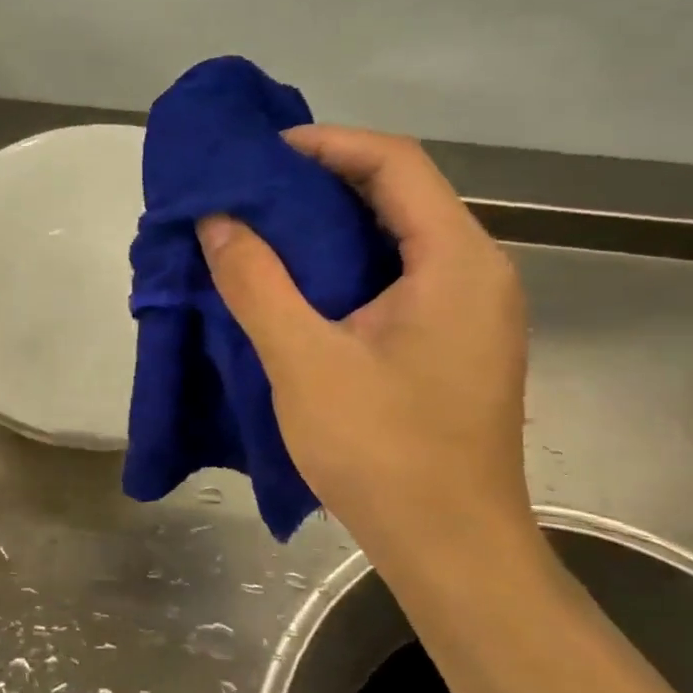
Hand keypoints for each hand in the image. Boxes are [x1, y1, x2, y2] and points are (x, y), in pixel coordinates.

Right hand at [198, 128, 530, 560]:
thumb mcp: (305, 362)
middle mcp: (476, 271)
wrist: (451, 549)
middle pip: (400, 193)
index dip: (327, 144)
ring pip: (396, 236)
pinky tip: (297, 280)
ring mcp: (468, 309)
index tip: (262, 153)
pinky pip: (397, 275)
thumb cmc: (384, 453)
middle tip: (252, 188)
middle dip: (323, 180)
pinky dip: (344, 263)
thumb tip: (216, 220)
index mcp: (456, 261)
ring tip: (263, 226)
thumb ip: (256, 282)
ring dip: (330, 223)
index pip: (395, 163)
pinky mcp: (451, 341)